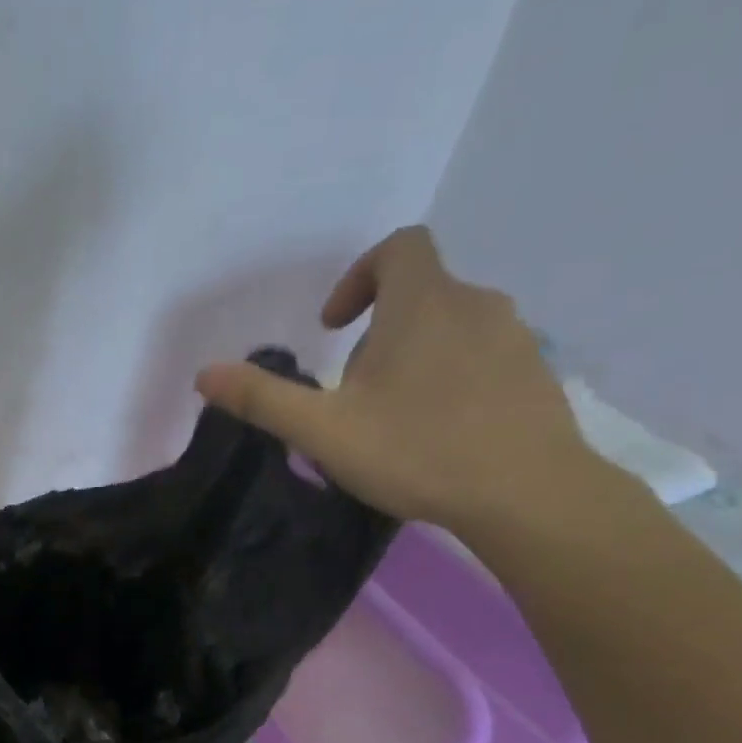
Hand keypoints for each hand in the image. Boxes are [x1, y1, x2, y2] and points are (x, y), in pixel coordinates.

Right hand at [195, 226, 606, 534]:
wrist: (527, 494)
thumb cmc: (416, 450)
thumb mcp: (324, 430)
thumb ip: (264, 399)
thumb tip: (204, 375)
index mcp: (424, 303)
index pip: (399, 248)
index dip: (359, 276)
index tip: (334, 327)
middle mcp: (476, 304)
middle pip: (420, 294)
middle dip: (378, 333)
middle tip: (352, 393)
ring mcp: (516, 338)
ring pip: (452, 328)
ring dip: (414, 357)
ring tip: (392, 417)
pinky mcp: (537, 375)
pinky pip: (483, 358)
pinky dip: (452, 378)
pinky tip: (439, 432)